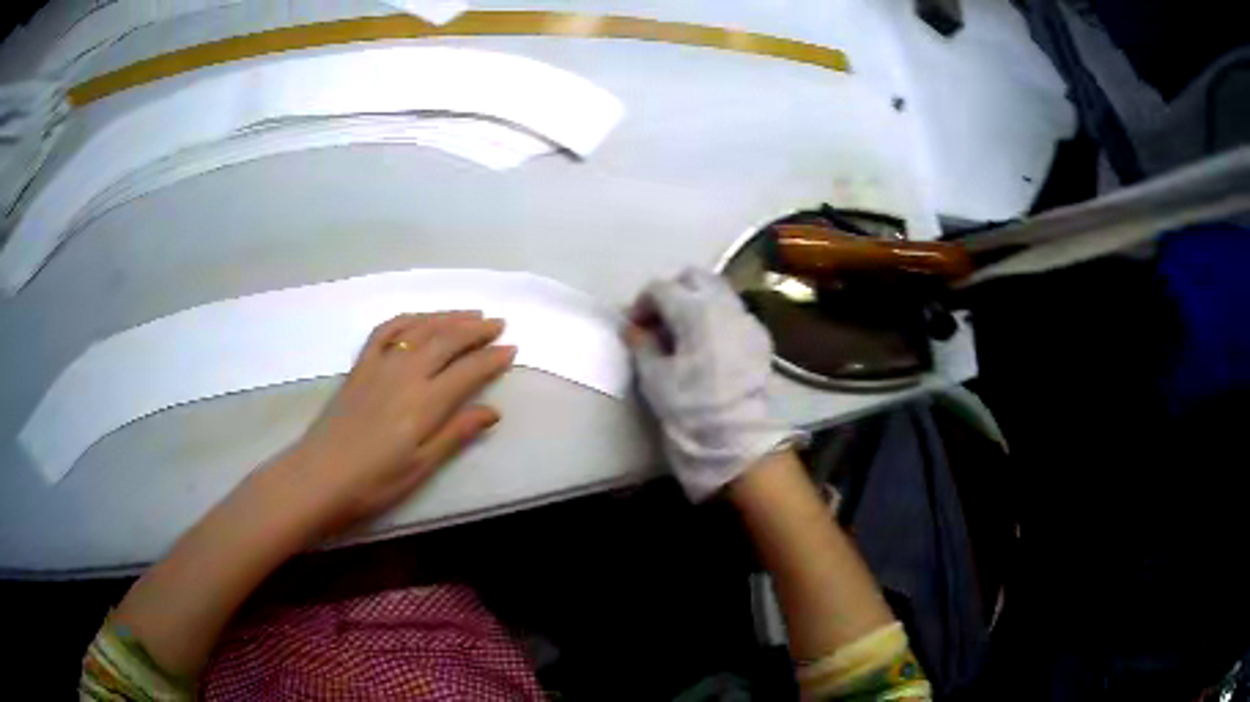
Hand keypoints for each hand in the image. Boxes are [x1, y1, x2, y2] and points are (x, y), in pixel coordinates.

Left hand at [262, 311, 515, 539]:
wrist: (321, 476)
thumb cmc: (375, 481)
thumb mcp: (422, 466)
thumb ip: (457, 433)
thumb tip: (493, 410)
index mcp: (425, 402)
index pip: (468, 370)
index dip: (492, 358)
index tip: (512, 349)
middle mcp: (405, 373)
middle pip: (446, 340)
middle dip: (476, 329)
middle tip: (498, 323)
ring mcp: (379, 364)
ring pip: (419, 329)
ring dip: (447, 317)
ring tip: (469, 314)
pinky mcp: (360, 365)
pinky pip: (386, 330)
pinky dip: (408, 319)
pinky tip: (419, 319)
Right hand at [625, 268, 803, 501]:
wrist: (737, 436)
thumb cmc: (691, 405)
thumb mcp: (654, 377)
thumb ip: (641, 344)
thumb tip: (633, 327)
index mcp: (694, 309)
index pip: (661, 288)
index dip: (642, 304)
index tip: (635, 327)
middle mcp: (723, 303)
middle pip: (694, 277)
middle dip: (673, 291)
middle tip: (660, 320)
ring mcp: (745, 317)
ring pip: (718, 290)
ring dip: (697, 300)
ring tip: (685, 331)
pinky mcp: (759, 335)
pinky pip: (734, 311)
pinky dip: (717, 316)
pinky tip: (709, 344)